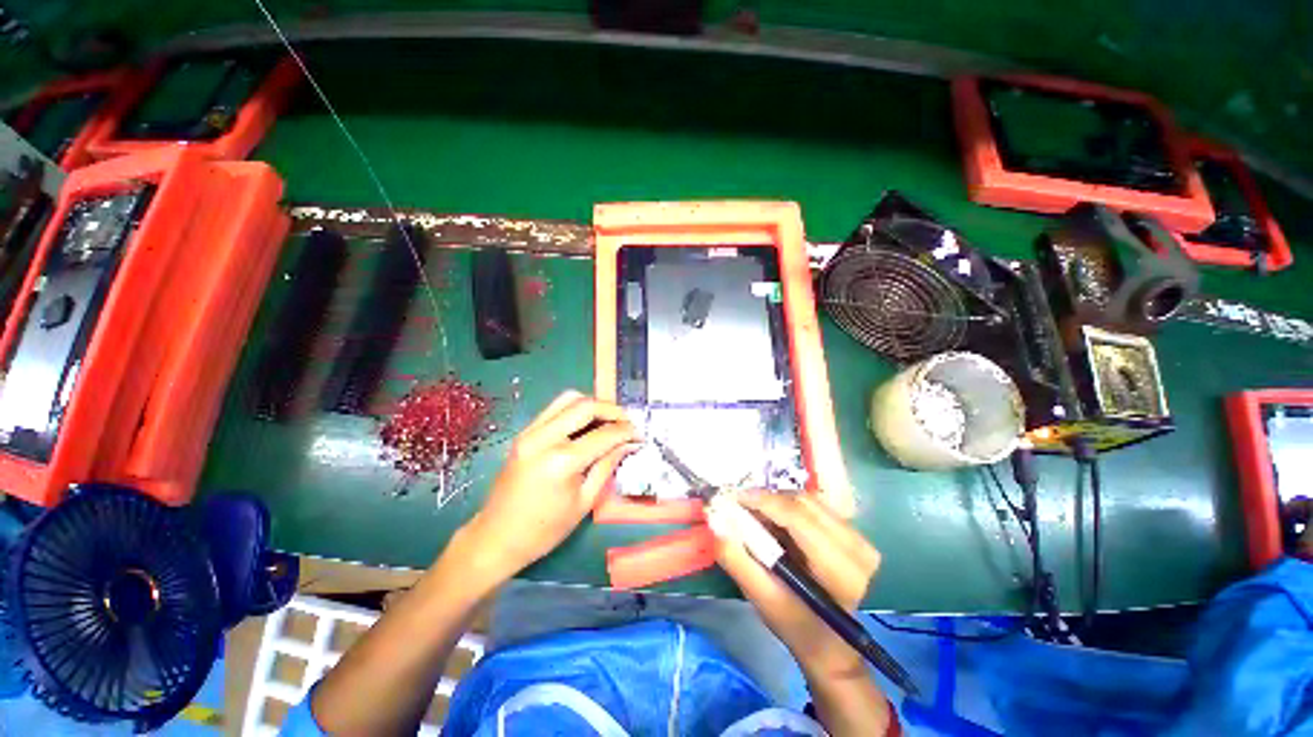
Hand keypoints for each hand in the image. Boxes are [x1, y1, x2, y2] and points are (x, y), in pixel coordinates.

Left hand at [461, 391, 639, 582]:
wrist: (495, 538)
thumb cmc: (545, 530)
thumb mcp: (584, 501)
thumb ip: (608, 465)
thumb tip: (629, 443)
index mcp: (561, 461)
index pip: (603, 434)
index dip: (626, 431)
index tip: (639, 434)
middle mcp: (543, 438)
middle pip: (585, 405)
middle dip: (612, 410)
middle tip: (626, 423)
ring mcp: (529, 432)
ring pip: (568, 399)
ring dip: (593, 405)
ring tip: (608, 421)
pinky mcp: (524, 433)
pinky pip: (555, 408)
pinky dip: (575, 410)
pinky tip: (586, 425)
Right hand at [715, 493, 879, 679]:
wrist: (831, 643)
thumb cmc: (796, 626)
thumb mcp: (761, 599)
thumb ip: (737, 559)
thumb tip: (716, 520)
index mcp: (840, 570)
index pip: (798, 518)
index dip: (763, 501)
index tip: (733, 497)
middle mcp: (858, 548)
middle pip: (803, 503)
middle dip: (767, 500)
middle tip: (740, 508)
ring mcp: (860, 538)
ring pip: (808, 500)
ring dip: (777, 503)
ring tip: (757, 517)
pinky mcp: (854, 533)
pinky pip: (815, 506)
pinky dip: (789, 508)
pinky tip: (776, 522)